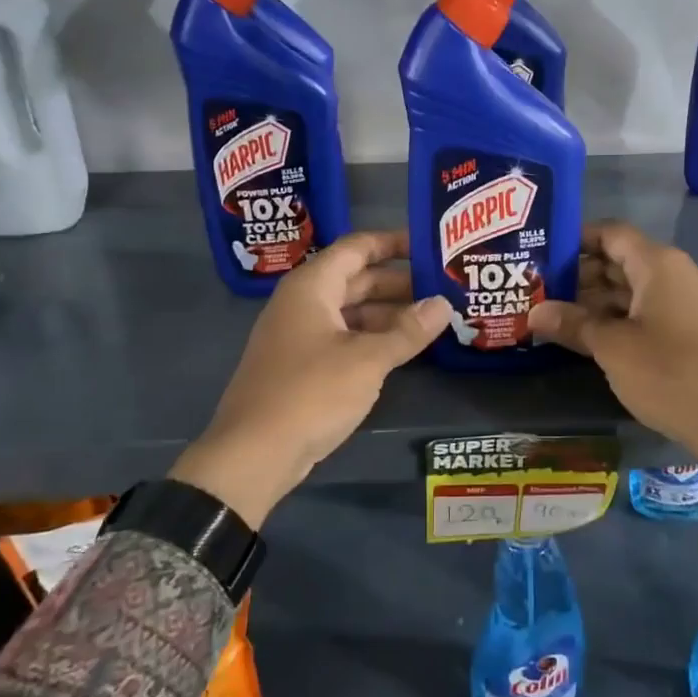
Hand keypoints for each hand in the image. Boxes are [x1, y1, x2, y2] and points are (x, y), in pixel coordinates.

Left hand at [173, 232, 453, 526]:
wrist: (253, 454)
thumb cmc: (311, 393)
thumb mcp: (368, 360)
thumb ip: (408, 331)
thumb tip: (444, 304)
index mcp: (312, 287)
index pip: (357, 247)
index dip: (394, 242)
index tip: (431, 246)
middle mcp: (303, 303)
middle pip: (357, 279)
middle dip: (399, 282)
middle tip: (444, 287)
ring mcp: (300, 335)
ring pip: (352, 312)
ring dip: (390, 314)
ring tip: (434, 319)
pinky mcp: (302, 366)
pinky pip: (344, 338)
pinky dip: (373, 338)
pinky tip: (404, 349)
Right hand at [529, 223, 697, 522]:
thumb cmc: (672, 375)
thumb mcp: (613, 349)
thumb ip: (573, 324)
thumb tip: (534, 313)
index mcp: (659, 265)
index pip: (611, 233)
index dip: (575, 239)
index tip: (541, 255)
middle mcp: (677, 273)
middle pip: (621, 260)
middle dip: (580, 274)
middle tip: (539, 291)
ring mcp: (690, 301)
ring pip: (635, 288)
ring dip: (597, 300)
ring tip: (557, 317)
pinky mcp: (695, 328)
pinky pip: (650, 309)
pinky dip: (620, 316)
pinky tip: (592, 337)